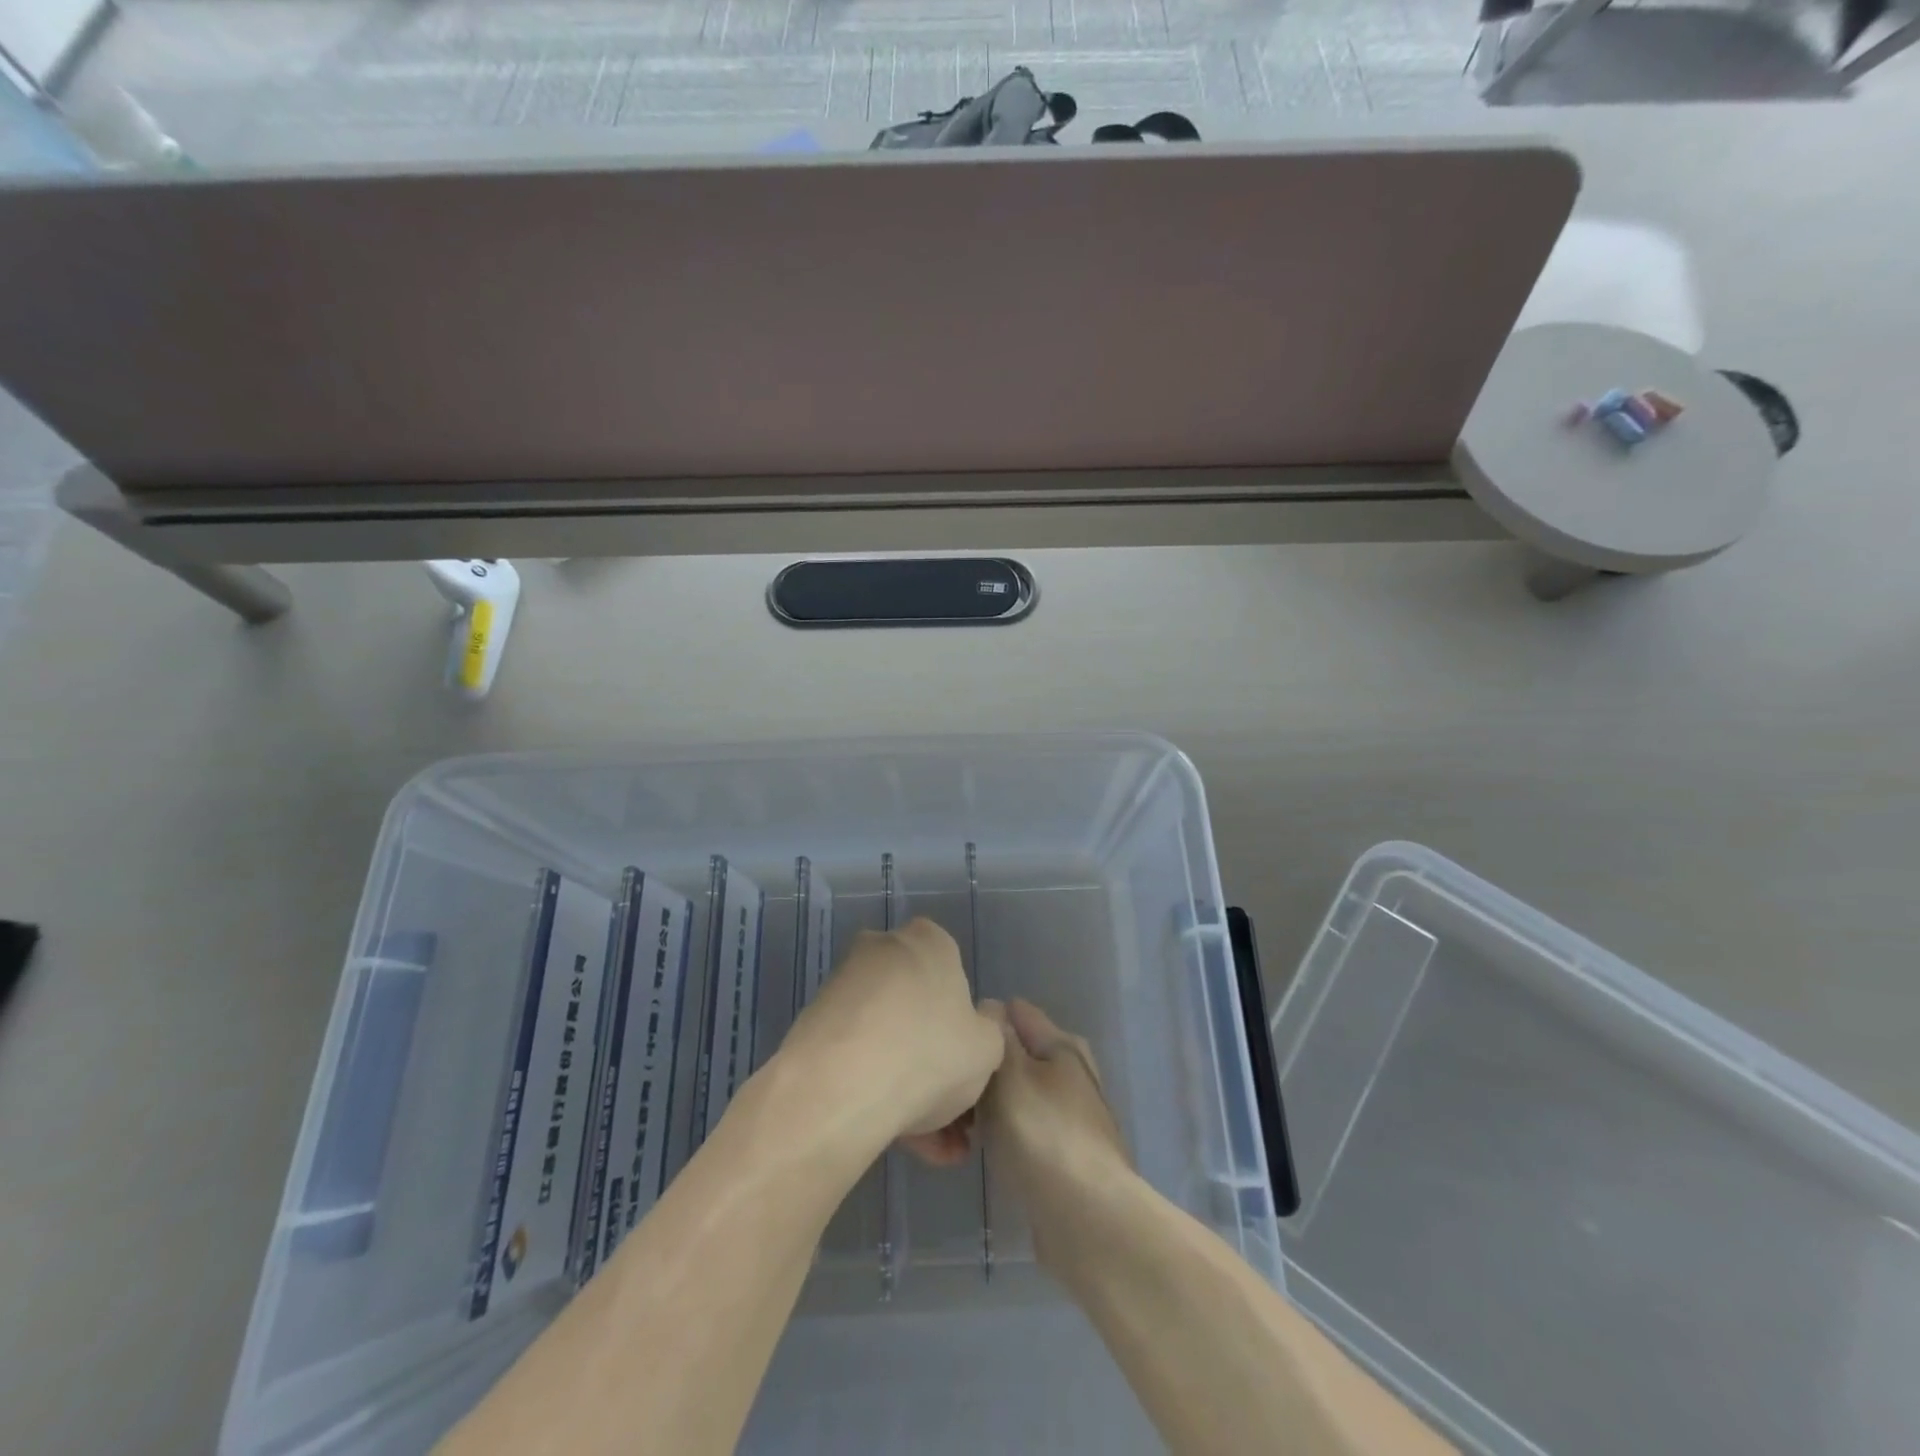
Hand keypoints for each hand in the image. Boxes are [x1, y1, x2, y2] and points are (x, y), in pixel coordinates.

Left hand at [777, 918, 1004, 1166]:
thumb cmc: (928, 1054)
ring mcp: (845, 987)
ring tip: (928, 1148)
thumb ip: (992, 1029)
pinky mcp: (815, 1024)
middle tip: (952, 1118)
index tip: (970, 1068)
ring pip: (889, 1038)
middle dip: (936, 1061)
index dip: (966, 1026)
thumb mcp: (988, 1048)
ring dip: (910, 1085)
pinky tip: (898, 1141)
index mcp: (928, 941)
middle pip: (920, 1009)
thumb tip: (981, 1019)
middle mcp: (884, 950)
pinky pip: (859, 1055)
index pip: (954, 973)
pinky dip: (878, 1090)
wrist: (836, 1088)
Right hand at [978, 999, 1134, 1272]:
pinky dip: (1001, 1136)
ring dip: (986, 1108)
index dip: (982, 1023)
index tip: (956, 1049)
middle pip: (1012, 1055)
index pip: (1015, 1011)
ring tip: (957, 1131)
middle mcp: (1070, 1072)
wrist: (1088, 1220)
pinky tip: (980, 1153)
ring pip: (1013, 1095)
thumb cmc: (1043, 1135)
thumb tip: (990, 1010)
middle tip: (949, 1096)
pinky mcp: (1063, 1153)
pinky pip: (1021, 1129)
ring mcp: (1069, 1114)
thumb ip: (996, 1034)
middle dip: (981, 1071)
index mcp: (1062, 1044)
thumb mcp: (1010, 1072)